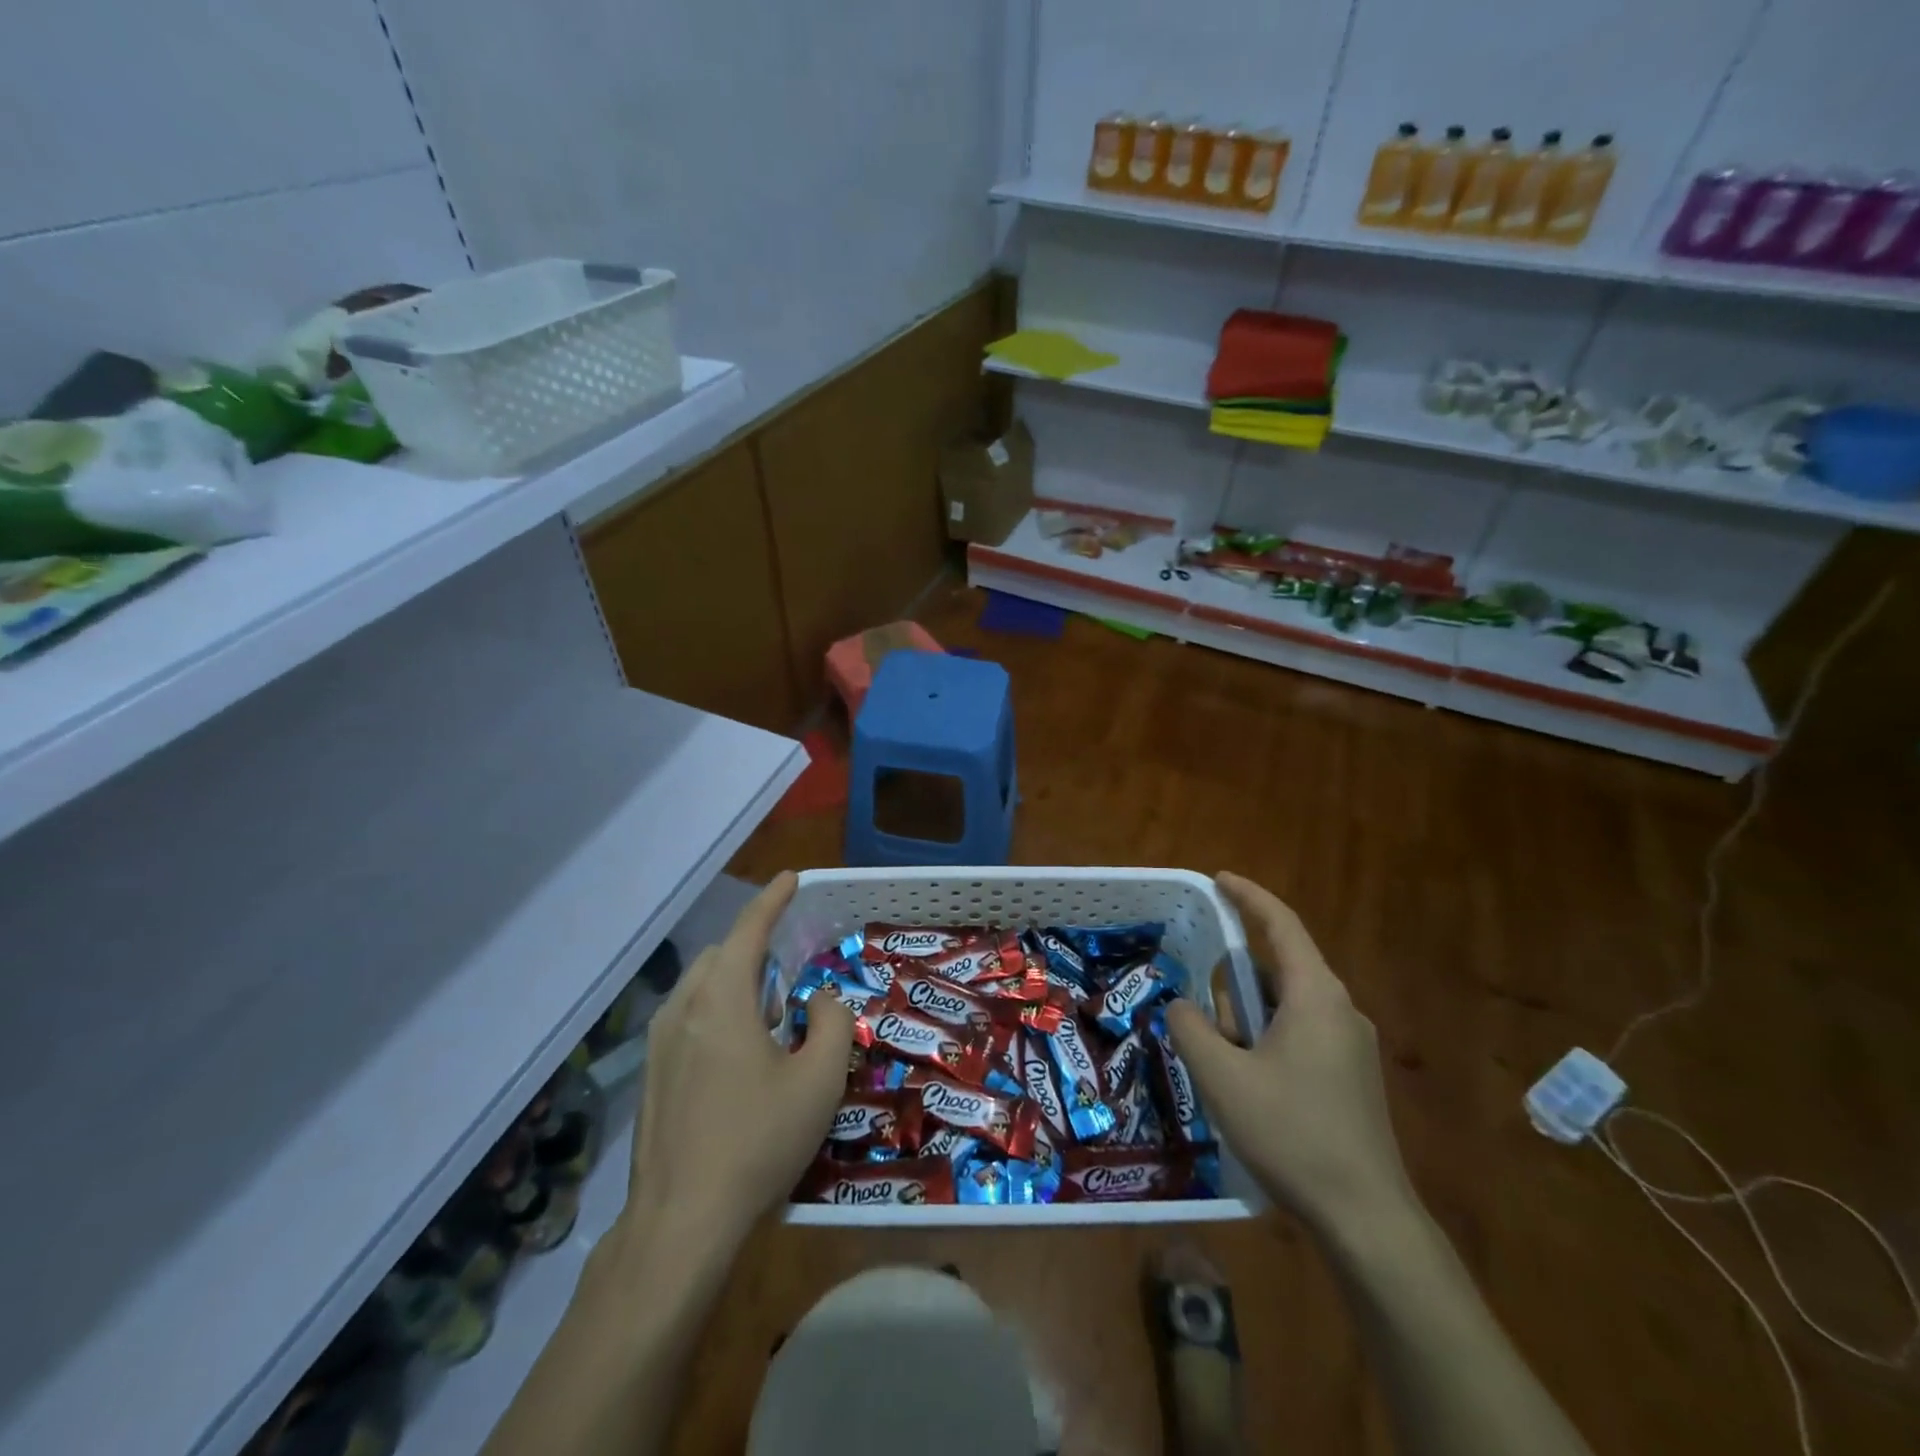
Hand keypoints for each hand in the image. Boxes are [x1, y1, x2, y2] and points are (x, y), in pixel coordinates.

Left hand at [620, 873, 855, 1249]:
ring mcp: (658, 1044)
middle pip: (719, 956)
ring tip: (768, 1014)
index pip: (747, 930)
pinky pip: (687, 1019)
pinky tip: (739, 1056)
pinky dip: (716, 1012)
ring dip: (734, 983)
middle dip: (753, 948)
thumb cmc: (757, 1140)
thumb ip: (830, 1022)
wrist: (681, 1221)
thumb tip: (817, 999)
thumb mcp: (818, 1079)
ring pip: (699, 988)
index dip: (772, 900)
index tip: (792, 878)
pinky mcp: (651, 1076)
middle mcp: (682, 1009)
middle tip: (789, 969)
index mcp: (720, 999)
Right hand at [1166, 872, 1413, 1236]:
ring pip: (1286, 1006)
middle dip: (1234, 985)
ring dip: (1248, 1019)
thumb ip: (1191, 1026)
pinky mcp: (1352, 1075)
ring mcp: (1352, 1045)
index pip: (1281, 924)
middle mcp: (1340, 1009)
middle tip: (1204, 1021)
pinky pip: (1300, 1033)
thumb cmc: (1291, 1133)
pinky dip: (1266, 1038)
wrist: (1366, 1217)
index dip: (1248, 896)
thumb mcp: (1221, 1076)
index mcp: (1316, 995)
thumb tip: (1183, 1006)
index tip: (1218, 879)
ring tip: (1223, 1066)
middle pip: (1277, 969)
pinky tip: (1249, 1083)